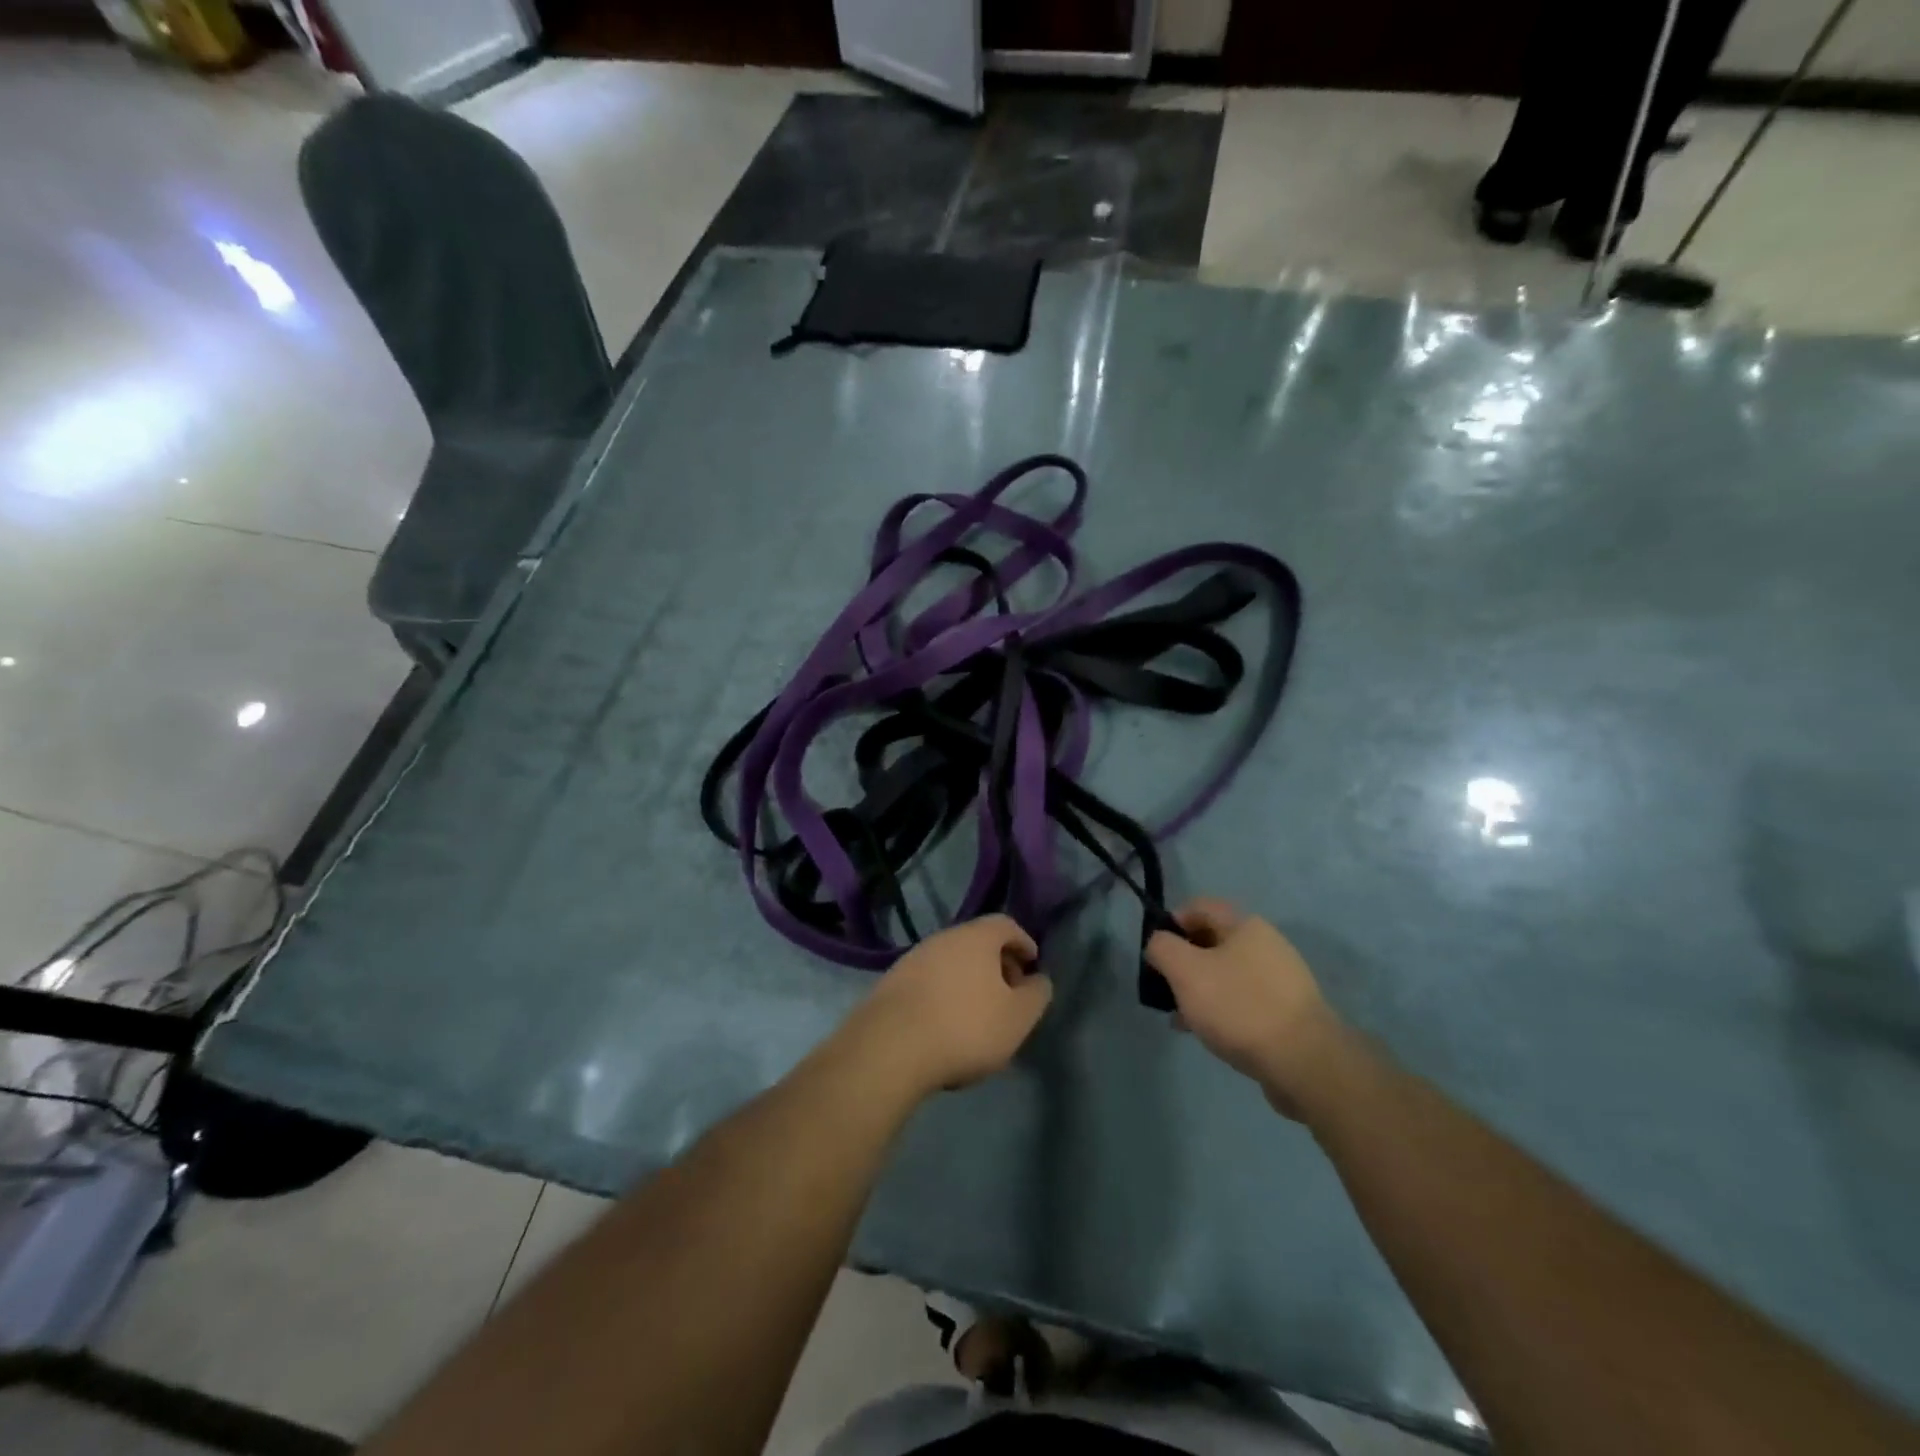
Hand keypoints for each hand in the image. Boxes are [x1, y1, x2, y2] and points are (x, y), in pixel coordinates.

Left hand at [839, 916, 1050, 1098]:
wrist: (890, 1047)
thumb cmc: (965, 1027)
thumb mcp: (1018, 1018)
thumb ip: (1037, 995)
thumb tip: (1039, 980)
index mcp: (976, 937)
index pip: (1006, 924)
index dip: (1024, 943)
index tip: (1032, 966)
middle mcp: (943, 937)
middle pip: (978, 942)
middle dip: (997, 964)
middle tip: (1009, 995)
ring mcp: (913, 958)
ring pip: (951, 961)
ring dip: (969, 980)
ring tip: (978, 1014)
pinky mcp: (891, 982)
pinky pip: (929, 980)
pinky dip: (944, 993)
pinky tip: (946, 1024)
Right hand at [1146, 899, 1346, 1118]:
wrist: (1304, 1062)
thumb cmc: (1238, 1006)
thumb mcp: (1185, 970)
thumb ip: (1162, 948)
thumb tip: (1159, 943)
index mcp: (1245, 925)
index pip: (1200, 907)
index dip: (1172, 921)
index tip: (1155, 951)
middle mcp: (1267, 945)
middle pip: (1213, 942)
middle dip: (1184, 962)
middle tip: (1165, 988)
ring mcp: (1282, 980)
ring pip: (1227, 975)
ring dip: (1201, 990)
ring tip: (1181, 1018)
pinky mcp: (1289, 1013)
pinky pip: (1245, 1002)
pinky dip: (1222, 1011)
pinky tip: (1208, 1034)